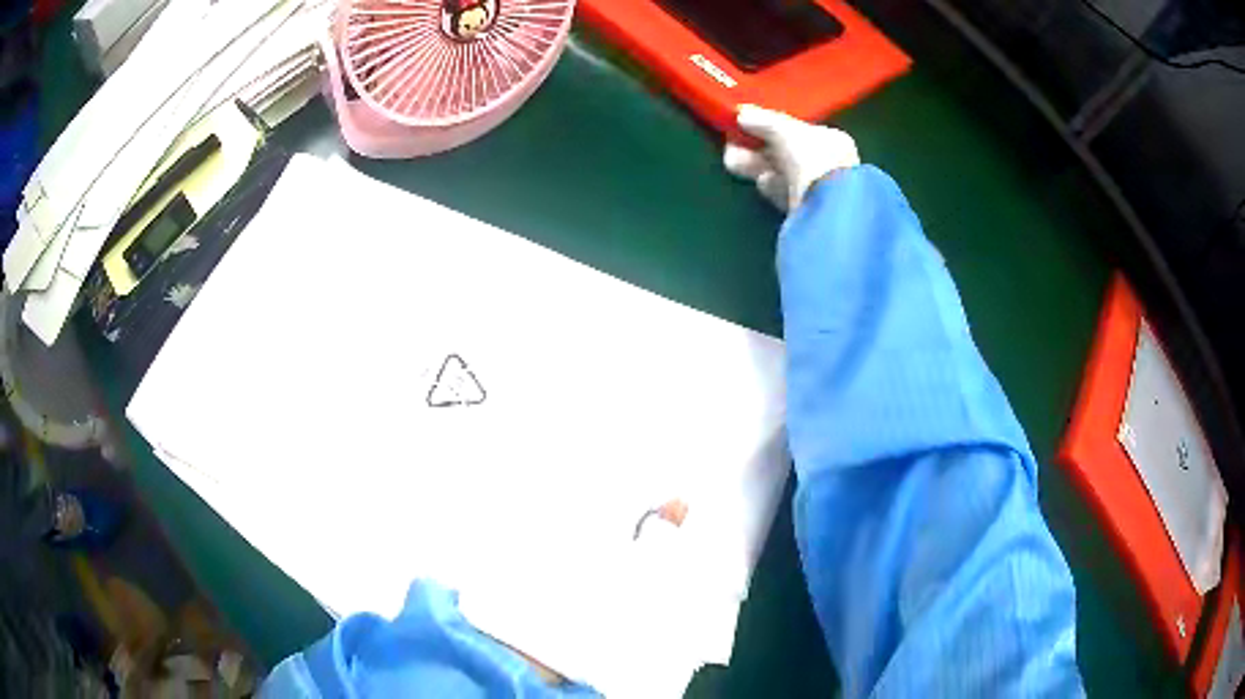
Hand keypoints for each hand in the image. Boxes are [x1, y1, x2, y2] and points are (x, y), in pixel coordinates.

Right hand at [723, 105, 859, 210]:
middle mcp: (831, 164)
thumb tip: (743, 113)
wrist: (827, 210)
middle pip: (786, 152)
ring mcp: (821, 189)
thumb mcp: (785, 131)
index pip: (797, 130)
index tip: (744, 125)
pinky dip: (771, 187)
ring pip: (782, 173)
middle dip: (756, 148)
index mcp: (833, 141)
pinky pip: (784, 194)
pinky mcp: (808, 212)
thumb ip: (764, 121)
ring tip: (733, 162)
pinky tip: (761, 183)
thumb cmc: (812, 161)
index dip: (770, 126)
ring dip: (756, 165)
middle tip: (730, 145)